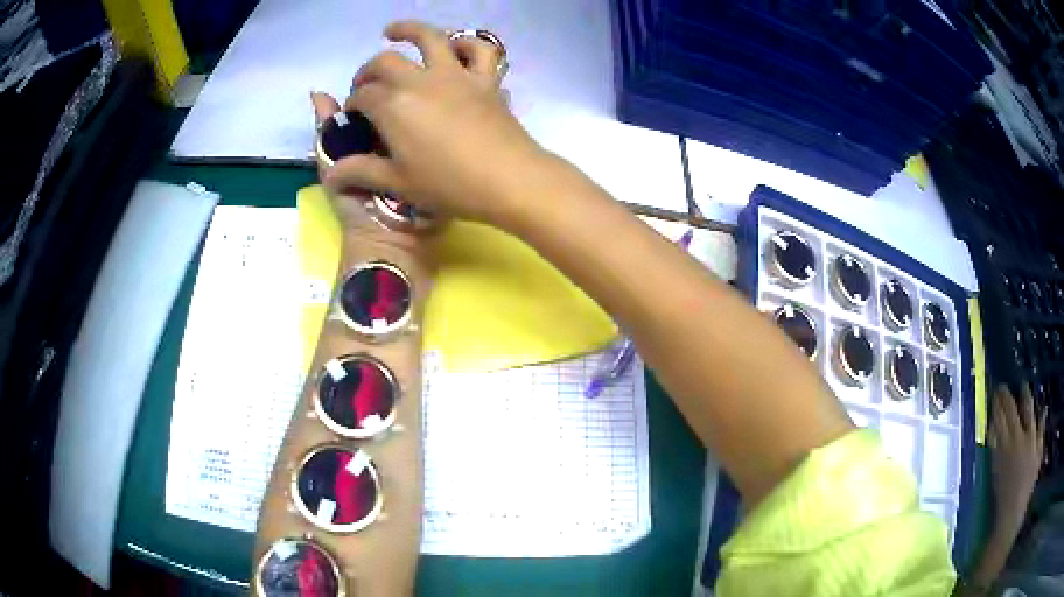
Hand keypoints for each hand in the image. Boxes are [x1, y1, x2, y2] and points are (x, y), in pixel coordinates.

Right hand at [316, 20, 547, 225]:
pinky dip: (467, 44)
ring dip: (408, 30)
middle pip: (385, 61)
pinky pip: (480, 50)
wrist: (508, 179)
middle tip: (363, 82)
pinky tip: (455, 46)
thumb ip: (362, 171)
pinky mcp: (485, 79)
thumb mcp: (398, 183)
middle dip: (367, 70)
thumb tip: (331, 172)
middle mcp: (420, 80)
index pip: (362, 96)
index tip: (352, 118)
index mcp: (393, 105)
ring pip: (430, 37)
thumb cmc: (448, 185)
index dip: (352, 104)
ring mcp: (456, 75)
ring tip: (392, 32)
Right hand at [988, 384, 1045, 535]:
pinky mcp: (1039, 445)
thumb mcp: (994, 474)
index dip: (997, 403)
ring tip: (1023, 387)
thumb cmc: (1000, 499)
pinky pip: (1041, 424)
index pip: (999, 416)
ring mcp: (1031, 439)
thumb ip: (995, 449)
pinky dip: (1041, 415)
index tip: (994, 393)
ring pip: (1029, 409)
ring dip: (1025, 397)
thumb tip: (992, 427)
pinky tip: (1042, 407)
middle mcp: (1018, 437)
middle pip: (1012, 410)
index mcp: (1004, 446)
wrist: (1012, 515)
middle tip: (1004, 387)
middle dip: (1007, 396)